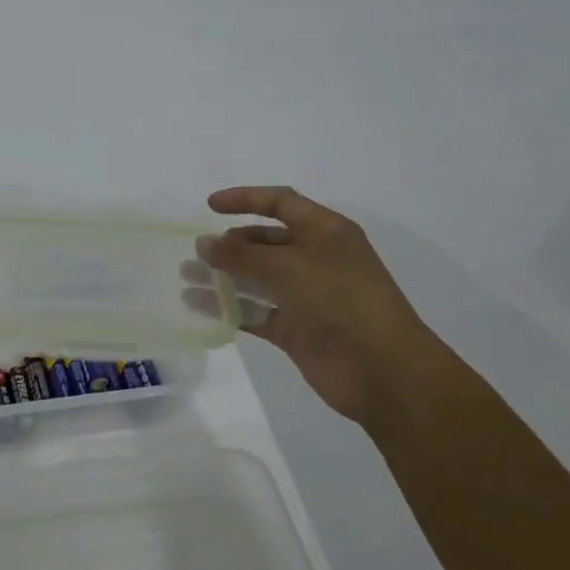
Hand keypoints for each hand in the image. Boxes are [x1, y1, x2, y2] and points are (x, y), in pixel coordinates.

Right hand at [199, 186, 436, 427]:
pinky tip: (199, 307)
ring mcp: (305, 296)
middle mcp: (315, 259)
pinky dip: (229, 309)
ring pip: (256, 278)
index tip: (209, 206)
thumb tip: (204, 244)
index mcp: (325, 232)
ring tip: (187, 276)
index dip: (245, 199)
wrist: (383, 370)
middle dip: (229, 244)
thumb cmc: (341, 300)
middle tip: (196, 251)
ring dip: (223, 276)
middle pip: (265, 242)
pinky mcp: (296, 329)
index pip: (281, 202)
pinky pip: (255, 312)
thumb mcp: (289, 267)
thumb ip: (241, 255)